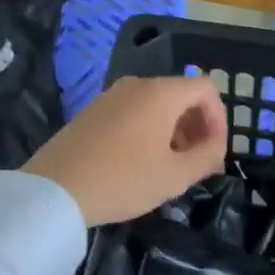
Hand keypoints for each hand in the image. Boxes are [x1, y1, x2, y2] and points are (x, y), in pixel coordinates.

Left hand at [26, 75, 228, 226]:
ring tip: (170, 166)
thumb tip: (216, 148)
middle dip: (197, 126)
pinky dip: (148, 129)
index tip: (215, 153)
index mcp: (160, 93)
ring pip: (156, 104)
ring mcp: (111, 95)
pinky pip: (133, 111)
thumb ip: (206, 158)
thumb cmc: (122, 180)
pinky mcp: (93, 110)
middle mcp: (137, 85)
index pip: (205, 88)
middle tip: (198, 163)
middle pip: (181, 94)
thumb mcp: (174, 176)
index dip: (219, 119)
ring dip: (173, 130)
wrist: (55, 189)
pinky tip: (140, 162)